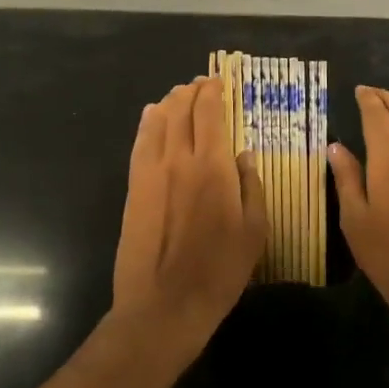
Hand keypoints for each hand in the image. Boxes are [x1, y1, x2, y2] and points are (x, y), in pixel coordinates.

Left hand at [111, 76, 267, 372]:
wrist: (164, 305)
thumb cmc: (219, 271)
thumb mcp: (255, 231)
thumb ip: (252, 186)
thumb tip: (244, 155)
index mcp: (212, 167)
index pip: (209, 113)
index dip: (213, 92)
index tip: (219, 81)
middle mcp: (178, 159)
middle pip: (181, 110)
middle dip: (191, 91)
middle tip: (201, 85)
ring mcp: (150, 172)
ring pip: (157, 121)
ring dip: (170, 102)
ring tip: (179, 95)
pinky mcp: (133, 188)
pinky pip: (140, 143)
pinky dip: (148, 123)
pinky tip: (152, 116)